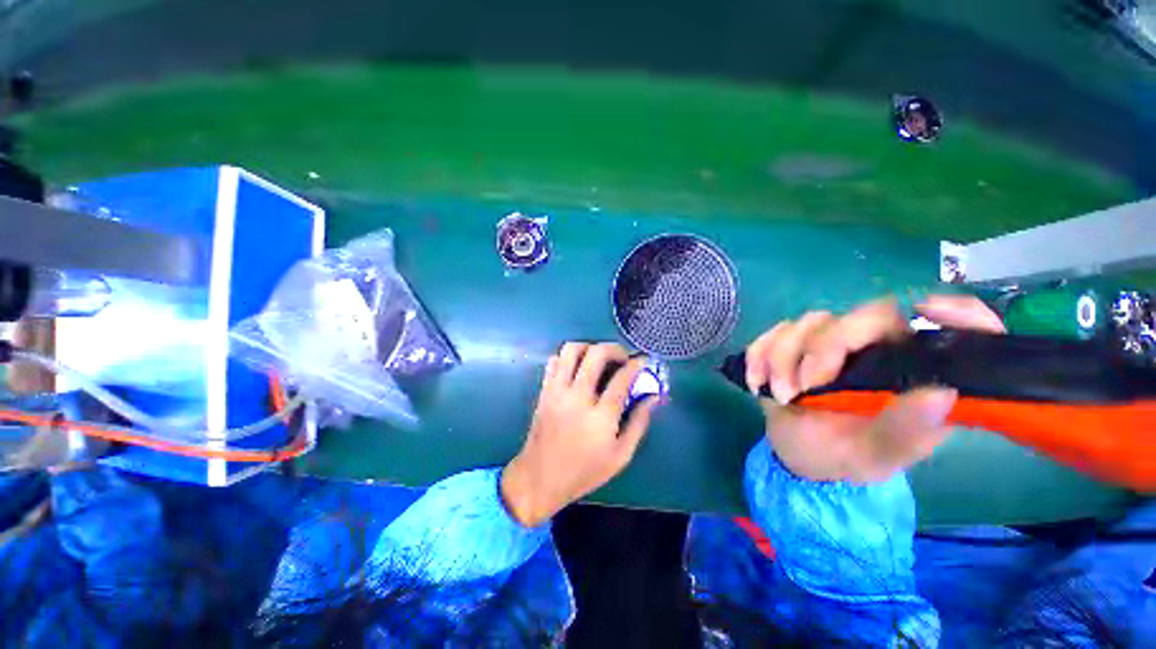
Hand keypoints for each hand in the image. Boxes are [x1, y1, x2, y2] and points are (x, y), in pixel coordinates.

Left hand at [501, 343, 656, 526]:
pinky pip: (554, 361)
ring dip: (589, 347)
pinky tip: (578, 368)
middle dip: (614, 349)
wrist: (540, 479)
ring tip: (599, 359)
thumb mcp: (620, 456)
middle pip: (596, 354)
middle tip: (622, 358)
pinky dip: (568, 357)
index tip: (643, 361)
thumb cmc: (584, 472)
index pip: (622, 378)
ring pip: (571, 350)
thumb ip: (639, 423)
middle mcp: (577, 397)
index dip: (636, 364)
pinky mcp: (544, 390)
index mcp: (600, 417)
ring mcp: (557, 391)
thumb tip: (653, 397)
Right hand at [744, 295, 1005, 482]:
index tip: (928, 313)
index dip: (953, 312)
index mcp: (913, 370)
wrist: (801, 455)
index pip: (951, 326)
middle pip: (859, 316)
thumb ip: (908, 429)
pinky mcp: (789, 345)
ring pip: (806, 324)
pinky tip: (759, 384)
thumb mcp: (881, 456)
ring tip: (783, 396)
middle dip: (824, 349)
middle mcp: (875, 347)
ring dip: (783, 359)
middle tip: (806, 387)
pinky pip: (770, 335)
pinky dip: (759, 357)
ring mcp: (827, 342)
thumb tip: (939, 392)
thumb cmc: (848, 455)